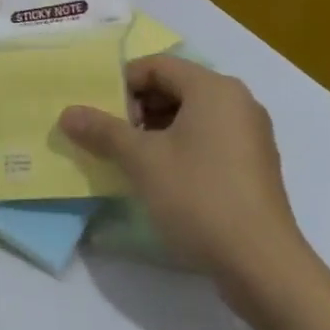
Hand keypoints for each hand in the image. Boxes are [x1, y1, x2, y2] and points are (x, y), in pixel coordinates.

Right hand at [60, 56, 310, 306]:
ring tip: (130, 160)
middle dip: (138, 109)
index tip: (100, 114)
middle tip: (110, 138)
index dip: (122, 84)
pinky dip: (181, 148)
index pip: (157, 66)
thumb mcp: (142, 161)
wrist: (262, 264)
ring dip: (157, 131)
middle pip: (176, 88)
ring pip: (192, 116)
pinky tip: (162, 179)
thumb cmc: (199, 196)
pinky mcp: (254, 165)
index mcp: (213, 88)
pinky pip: (210, 139)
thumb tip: (67, 113)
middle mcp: (237, 101)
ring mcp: (250, 134)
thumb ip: (103, 131)